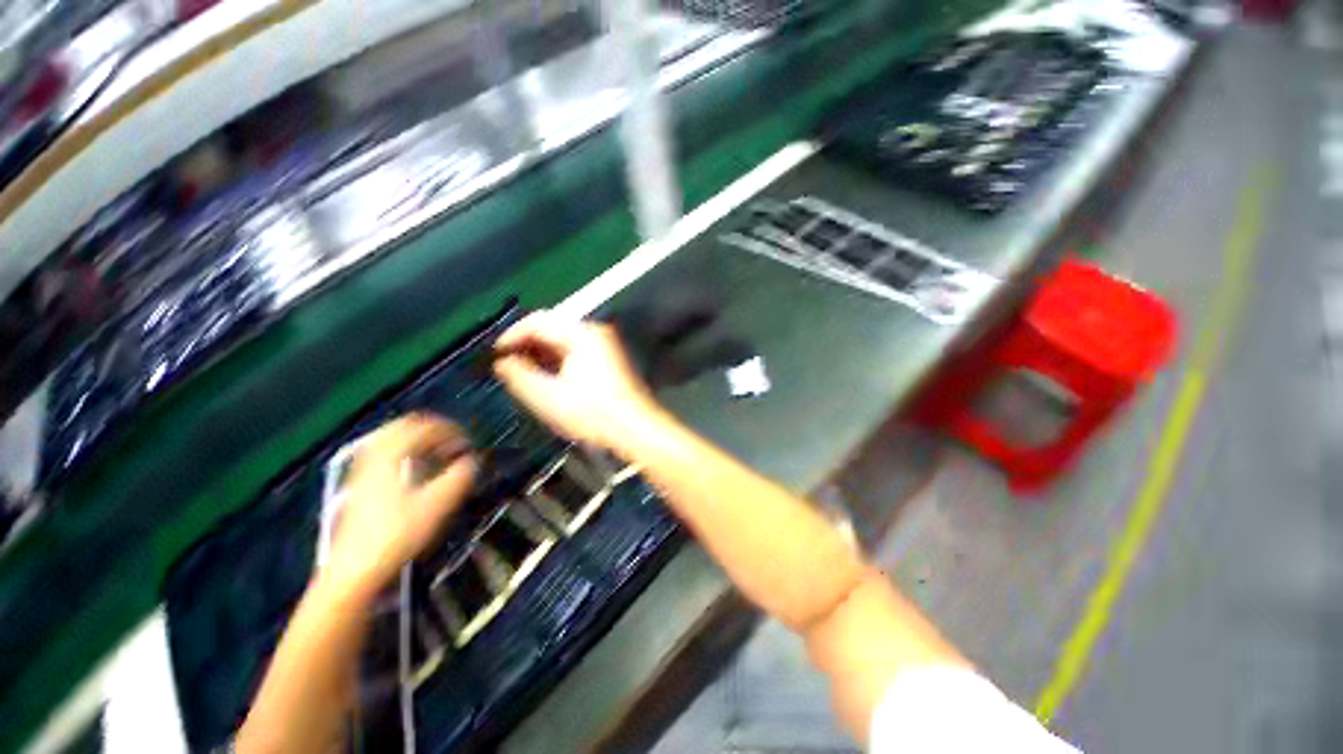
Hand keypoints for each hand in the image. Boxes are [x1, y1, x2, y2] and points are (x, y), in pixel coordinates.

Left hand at [325, 414, 475, 594]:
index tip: (468, 443)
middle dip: (434, 429)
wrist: (355, 569)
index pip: (425, 426)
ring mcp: (363, 469)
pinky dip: (405, 451)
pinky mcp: (360, 483)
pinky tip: (416, 468)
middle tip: (454, 442)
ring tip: (438, 453)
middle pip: (405, 425)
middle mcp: (374, 455)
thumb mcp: (437, 504)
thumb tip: (473, 460)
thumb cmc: (397, 534)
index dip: (451, 430)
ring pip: (393, 437)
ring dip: (419, 439)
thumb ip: (460, 476)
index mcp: (392, 455)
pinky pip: (385, 452)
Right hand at [493, 312, 658, 450]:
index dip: (511, 335)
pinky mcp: (608, 359)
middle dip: (526, 345)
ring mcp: (604, 345)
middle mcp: (595, 332)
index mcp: (582, 333)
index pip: (538, 321)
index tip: (494, 355)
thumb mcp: (548, 396)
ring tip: (521, 373)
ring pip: (563, 340)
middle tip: (505, 365)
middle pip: (552, 328)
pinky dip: (557, 360)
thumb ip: (520, 375)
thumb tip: (502, 361)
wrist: (634, 428)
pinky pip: (575, 350)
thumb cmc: (592, 413)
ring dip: (540, 353)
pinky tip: (546, 377)